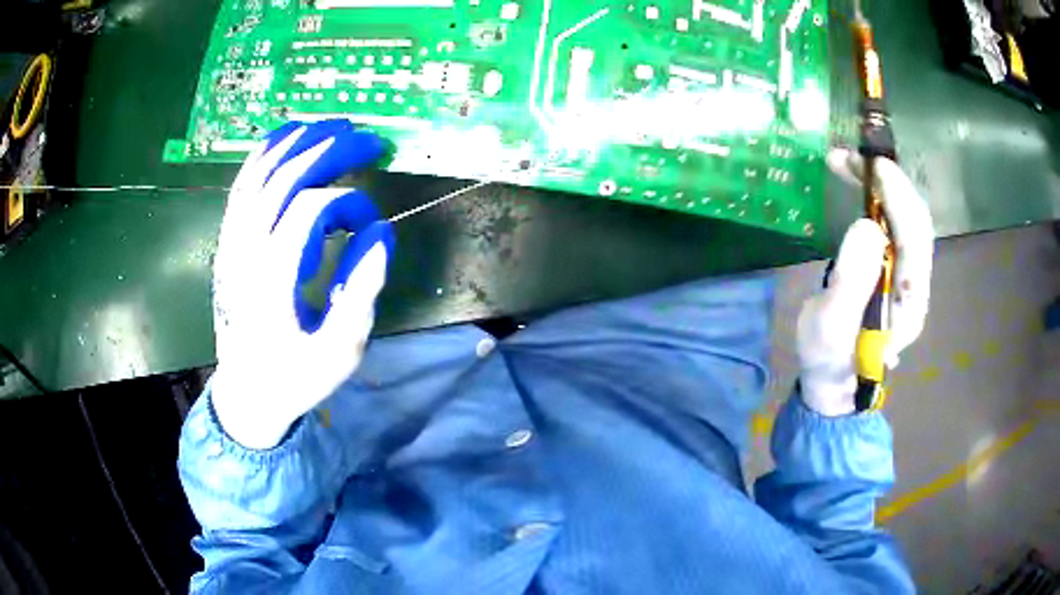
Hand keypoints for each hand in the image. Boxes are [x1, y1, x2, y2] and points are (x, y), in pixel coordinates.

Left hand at [210, 120, 394, 448]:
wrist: (247, 394)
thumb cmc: (296, 376)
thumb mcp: (340, 350)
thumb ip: (361, 290)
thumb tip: (380, 233)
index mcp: (273, 281)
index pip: (310, 211)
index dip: (348, 204)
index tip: (371, 223)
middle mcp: (246, 253)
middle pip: (282, 181)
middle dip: (328, 150)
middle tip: (366, 138)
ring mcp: (231, 245)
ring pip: (257, 176)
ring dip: (294, 143)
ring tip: (329, 125)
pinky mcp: (227, 244)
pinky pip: (240, 188)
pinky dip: (262, 157)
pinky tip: (283, 140)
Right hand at [797, 149, 934, 416]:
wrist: (836, 383)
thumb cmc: (830, 359)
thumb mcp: (830, 327)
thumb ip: (852, 281)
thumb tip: (868, 226)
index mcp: (908, 301)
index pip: (915, 237)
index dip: (898, 197)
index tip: (873, 165)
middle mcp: (916, 285)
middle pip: (915, 222)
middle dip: (890, 183)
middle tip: (853, 157)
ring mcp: (908, 279)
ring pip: (908, 221)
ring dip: (884, 187)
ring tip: (850, 165)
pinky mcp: (895, 273)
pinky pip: (896, 228)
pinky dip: (881, 200)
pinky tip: (862, 190)